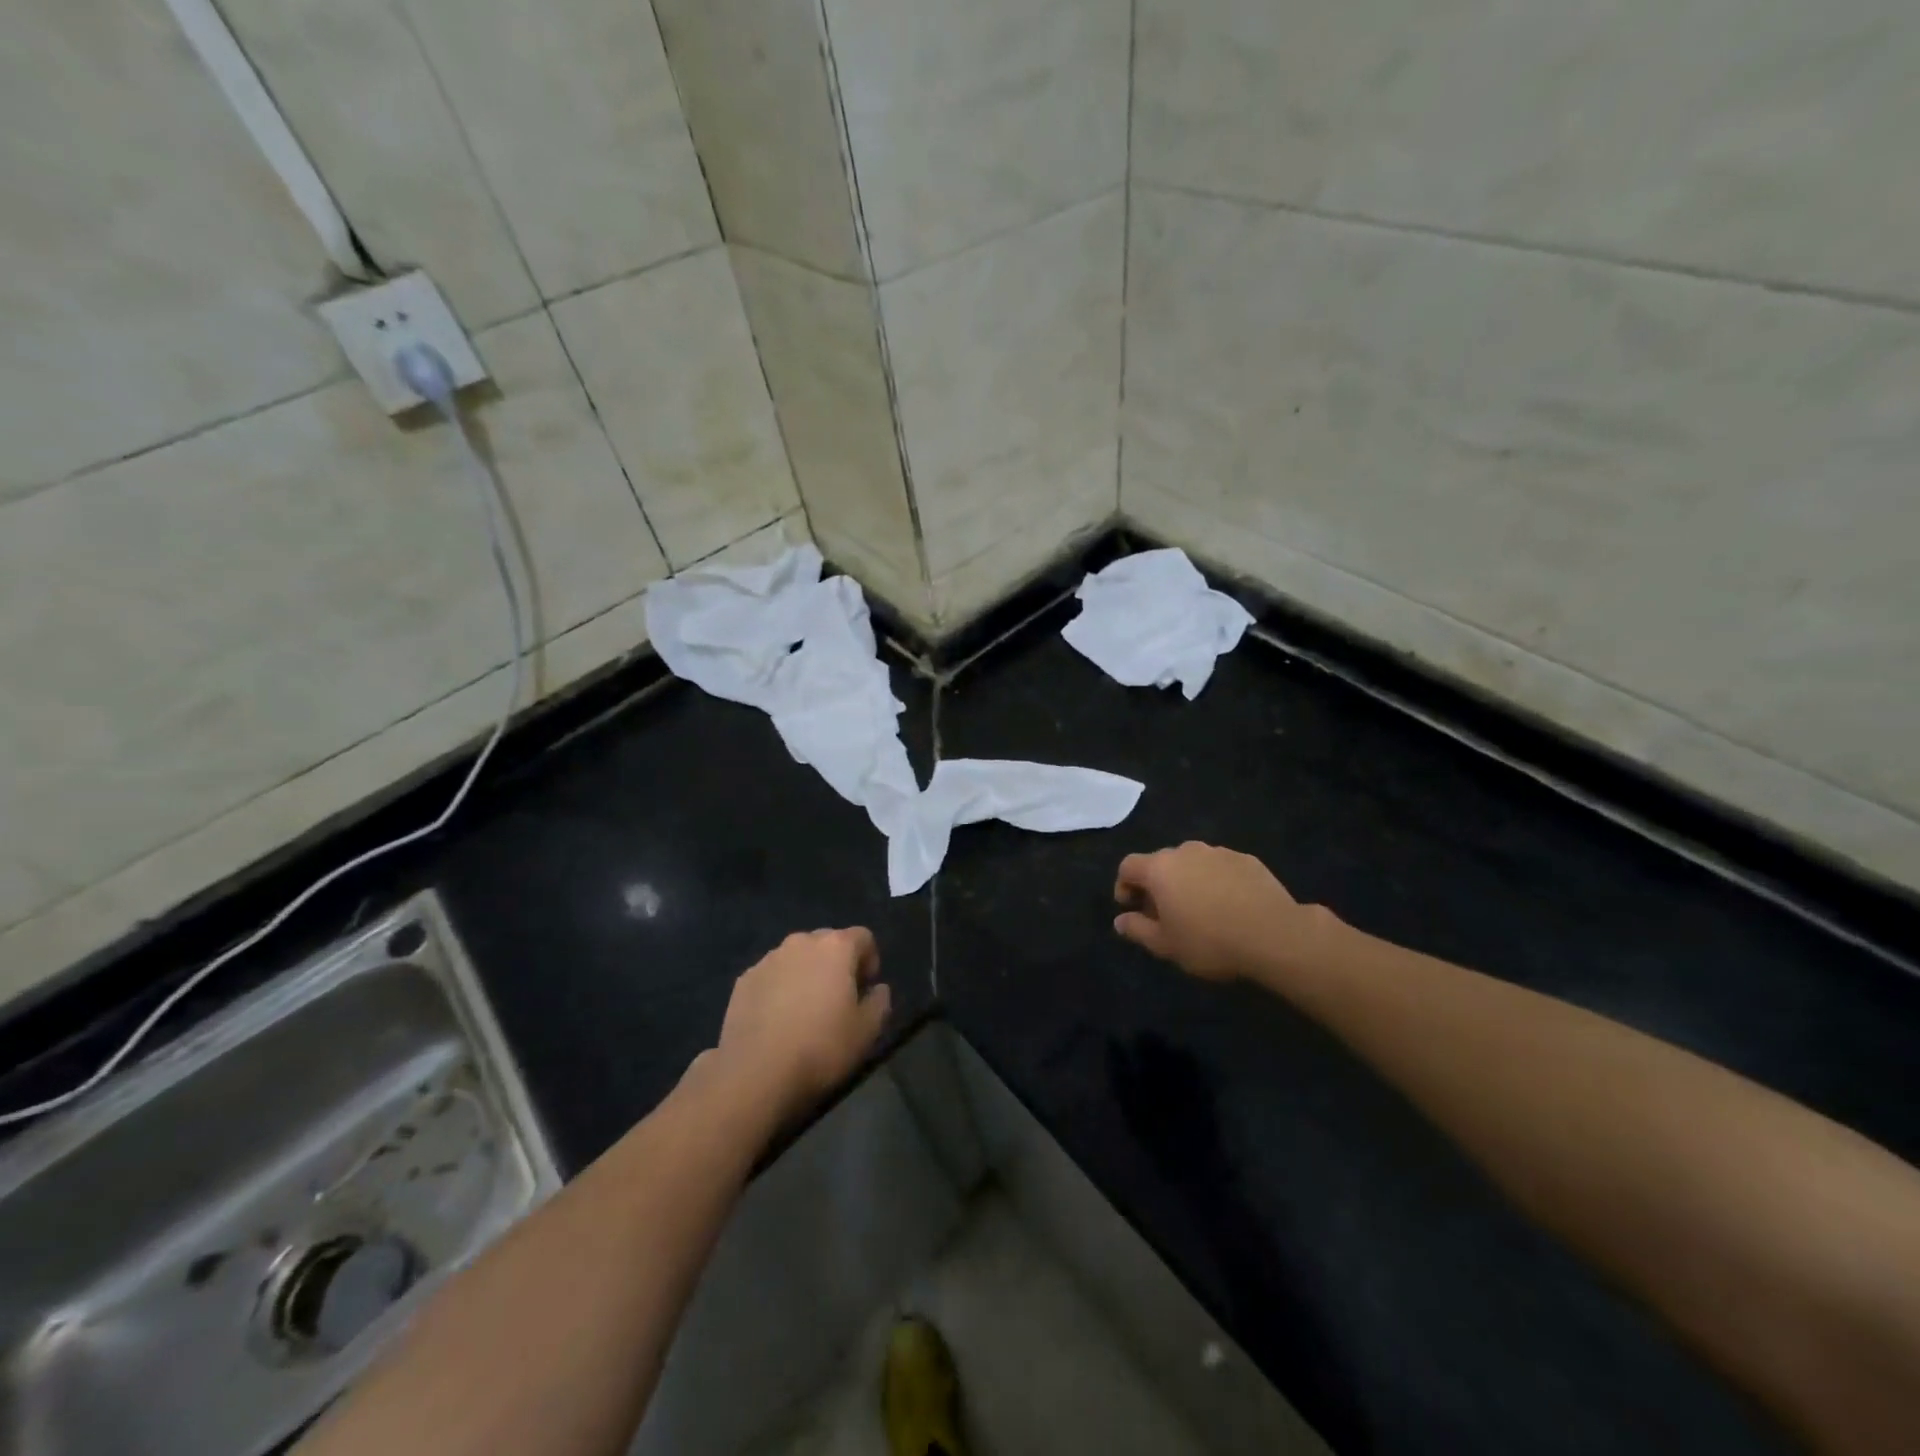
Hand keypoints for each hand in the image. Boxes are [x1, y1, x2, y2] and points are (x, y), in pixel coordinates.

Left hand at [710, 928, 890, 1121]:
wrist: (755, 1072)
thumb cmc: (820, 1047)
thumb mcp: (867, 1031)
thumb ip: (880, 1002)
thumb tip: (878, 989)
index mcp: (835, 947)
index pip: (863, 937)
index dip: (870, 960)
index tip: (866, 989)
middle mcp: (801, 942)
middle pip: (828, 942)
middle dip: (837, 963)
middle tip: (838, 999)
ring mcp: (768, 959)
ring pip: (797, 957)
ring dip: (806, 973)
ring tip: (805, 1010)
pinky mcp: (744, 979)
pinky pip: (772, 975)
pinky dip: (780, 987)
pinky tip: (777, 1020)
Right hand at [1114, 842, 1328, 981]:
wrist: (1275, 934)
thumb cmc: (1210, 941)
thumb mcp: (1166, 945)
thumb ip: (1138, 930)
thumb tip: (1120, 921)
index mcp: (1160, 868)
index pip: (1128, 866)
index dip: (1123, 885)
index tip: (1131, 908)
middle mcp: (1186, 851)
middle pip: (1161, 862)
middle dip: (1157, 884)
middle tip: (1165, 913)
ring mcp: (1218, 852)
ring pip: (1193, 863)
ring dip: (1188, 881)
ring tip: (1200, 909)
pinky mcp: (1246, 859)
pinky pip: (1220, 868)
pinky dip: (1216, 882)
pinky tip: (1229, 906)